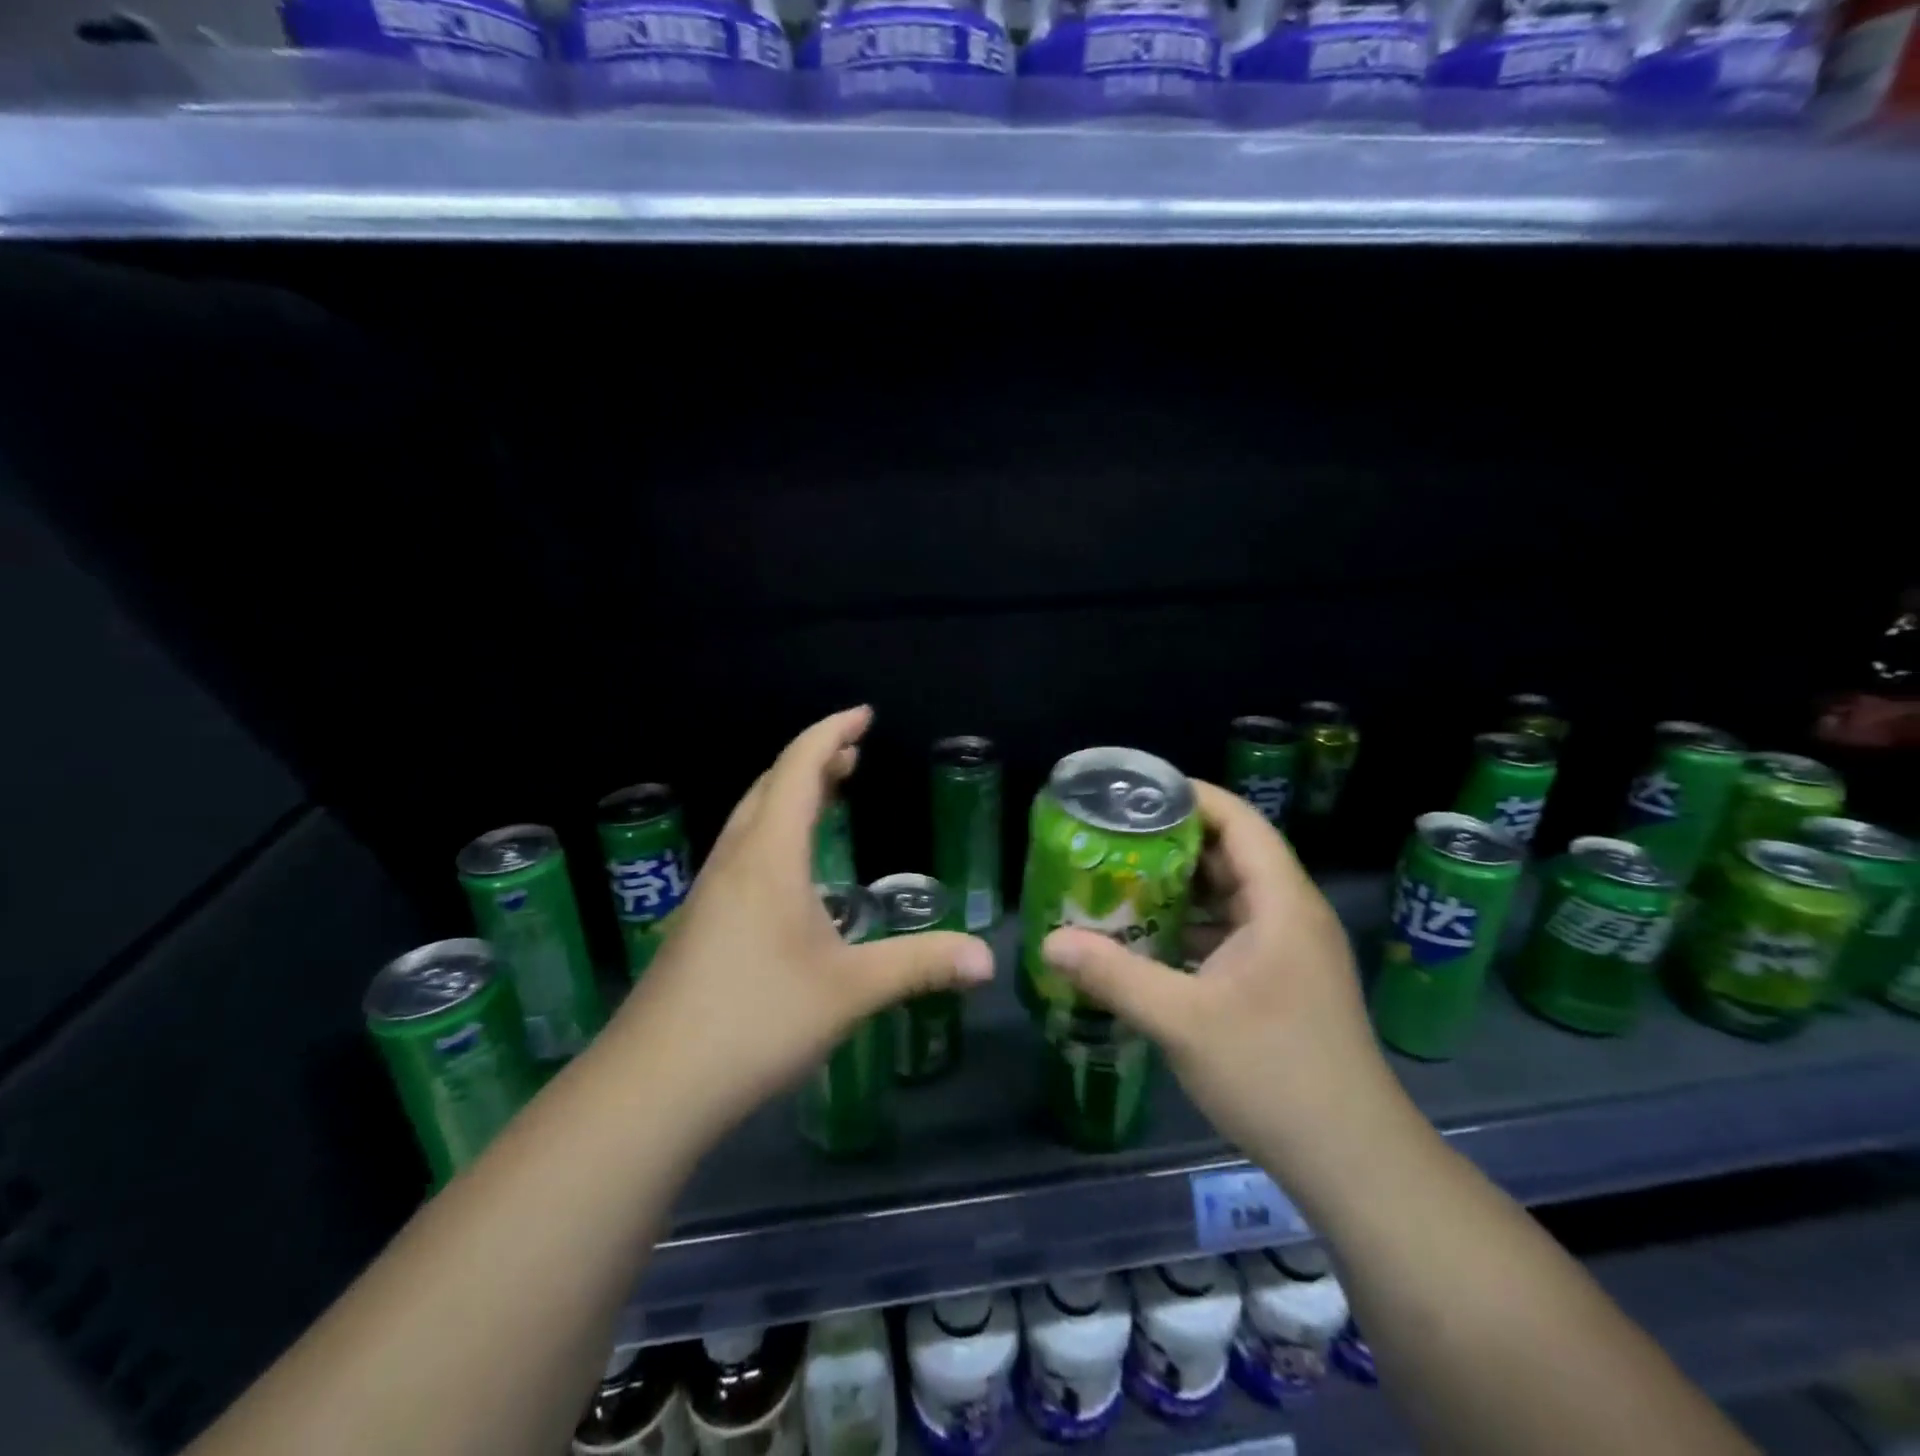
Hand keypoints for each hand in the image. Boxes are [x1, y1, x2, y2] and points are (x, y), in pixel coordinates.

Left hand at [616, 706, 994, 1137]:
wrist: (651, 1086)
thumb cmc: (756, 1020)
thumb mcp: (849, 991)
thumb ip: (920, 966)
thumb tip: (988, 959)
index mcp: (769, 856)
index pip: (799, 768)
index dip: (831, 733)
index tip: (863, 715)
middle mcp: (735, 859)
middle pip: (771, 785)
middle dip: (814, 759)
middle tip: (853, 753)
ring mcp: (709, 890)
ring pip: (752, 818)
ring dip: (790, 793)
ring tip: (828, 793)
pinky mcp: (698, 922)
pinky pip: (742, 850)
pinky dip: (775, 830)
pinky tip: (791, 870)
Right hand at [1039, 781, 1391, 1159]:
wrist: (1352, 1160)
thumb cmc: (1273, 1074)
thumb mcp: (1183, 1021)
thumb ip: (1114, 975)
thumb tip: (1050, 942)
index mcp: (1282, 904)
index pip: (1239, 821)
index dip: (1190, 797)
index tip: (1134, 793)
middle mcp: (1291, 915)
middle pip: (1232, 854)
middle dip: (1173, 842)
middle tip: (1112, 839)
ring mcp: (1291, 951)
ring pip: (1231, 896)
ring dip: (1180, 888)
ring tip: (1120, 881)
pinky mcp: (1284, 982)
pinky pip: (1233, 932)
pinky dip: (1192, 926)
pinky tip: (1149, 939)